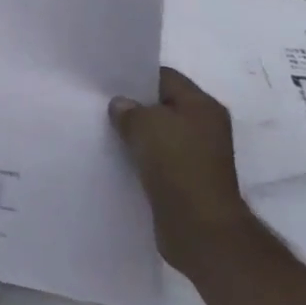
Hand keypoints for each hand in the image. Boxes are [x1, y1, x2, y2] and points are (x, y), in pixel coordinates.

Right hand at [110, 68, 254, 271]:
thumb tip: (121, 106)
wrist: (200, 228)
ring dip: (135, 135)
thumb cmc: (177, 165)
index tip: (107, 82)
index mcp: (203, 106)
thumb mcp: (145, 124)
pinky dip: (140, 158)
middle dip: (134, 107)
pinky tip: (117, 159)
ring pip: (158, 135)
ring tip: (104, 132)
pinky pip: (157, 160)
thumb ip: (128, 109)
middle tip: (101, 106)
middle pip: (162, 106)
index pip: (165, 78)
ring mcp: (197, 156)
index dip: (136, 77)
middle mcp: (205, 127)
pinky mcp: (186, 181)